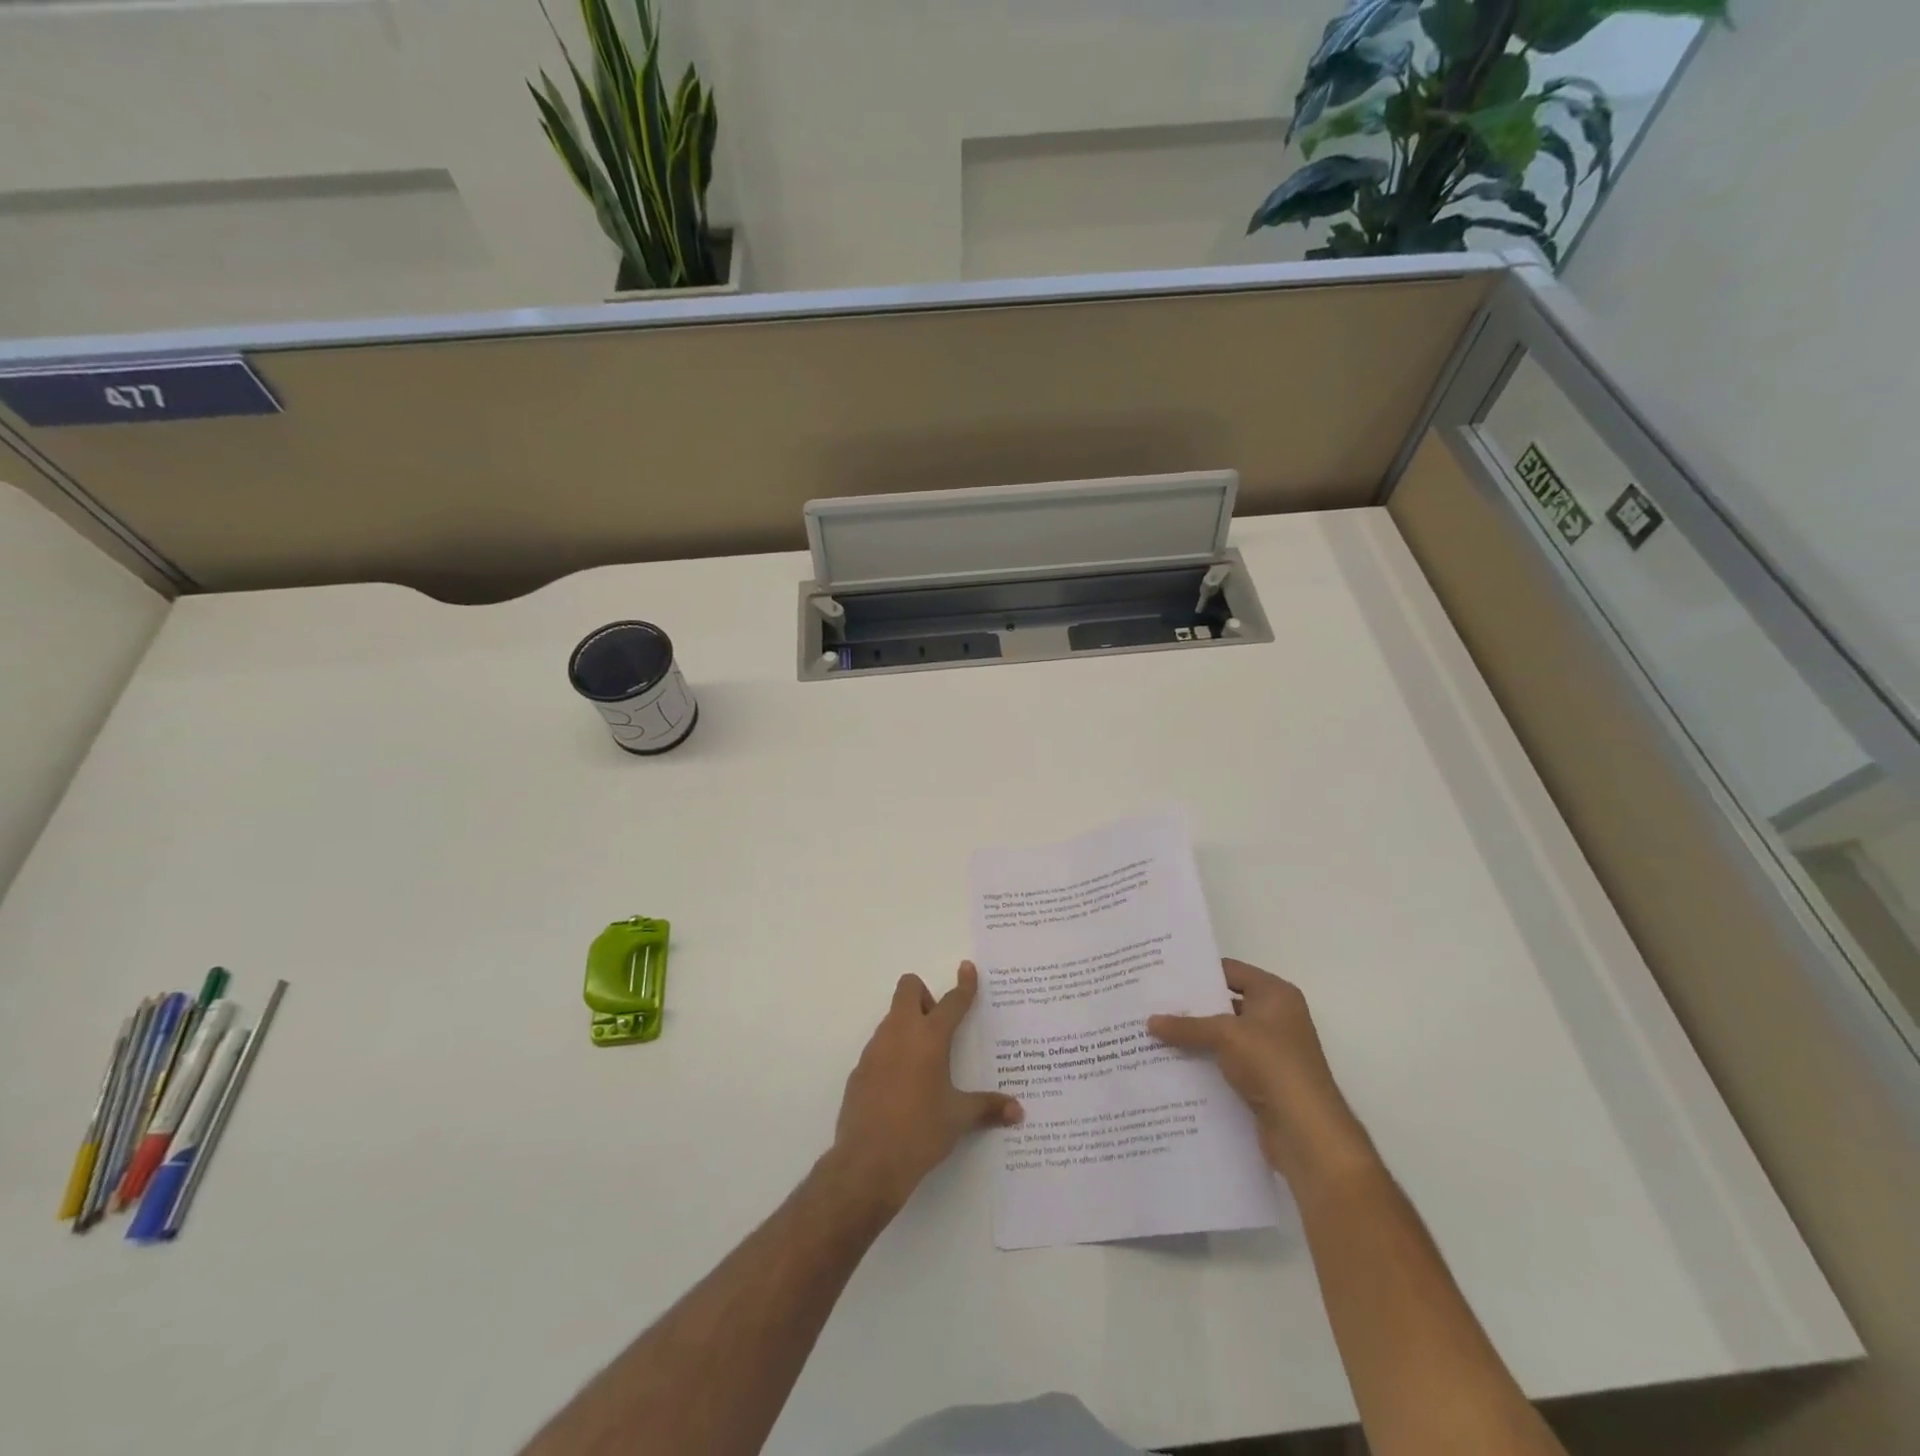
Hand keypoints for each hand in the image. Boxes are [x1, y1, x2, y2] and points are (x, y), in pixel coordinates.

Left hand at [829, 962, 1021, 1214]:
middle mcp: (900, 1033)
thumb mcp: (958, 1118)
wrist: (868, 1163)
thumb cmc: (920, 1132)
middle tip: (939, 1031)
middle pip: (909, 989)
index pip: (951, 1002)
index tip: (967, 968)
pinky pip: (879, 1047)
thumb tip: (1017, 1111)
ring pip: (892, 1018)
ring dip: (909, 1027)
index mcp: (929, 1038)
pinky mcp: (859, 1069)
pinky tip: (901, 1088)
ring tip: (924, 1065)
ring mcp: (875, 1049)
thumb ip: (987, 1107)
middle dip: (925, 998)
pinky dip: (892, 1054)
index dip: (964, 985)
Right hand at [1148, 959, 1374, 1189]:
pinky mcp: (1262, 1080)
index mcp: (1275, 994)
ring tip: (1154, 1032)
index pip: (1230, 970)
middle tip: (1152, 1002)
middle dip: (1191, 1005)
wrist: (1307, 1132)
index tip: (1163, 973)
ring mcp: (1270, 1050)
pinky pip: (1226, 1062)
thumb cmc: (1272, 1065)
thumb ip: (1187, 1026)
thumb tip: (1149, 1021)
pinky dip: (1204, 1061)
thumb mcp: (1226, 1036)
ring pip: (1223, 1035)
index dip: (1198, 971)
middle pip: (1225, 1003)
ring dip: (1195, 1036)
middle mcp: (1275, 1017)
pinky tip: (1172, 1063)